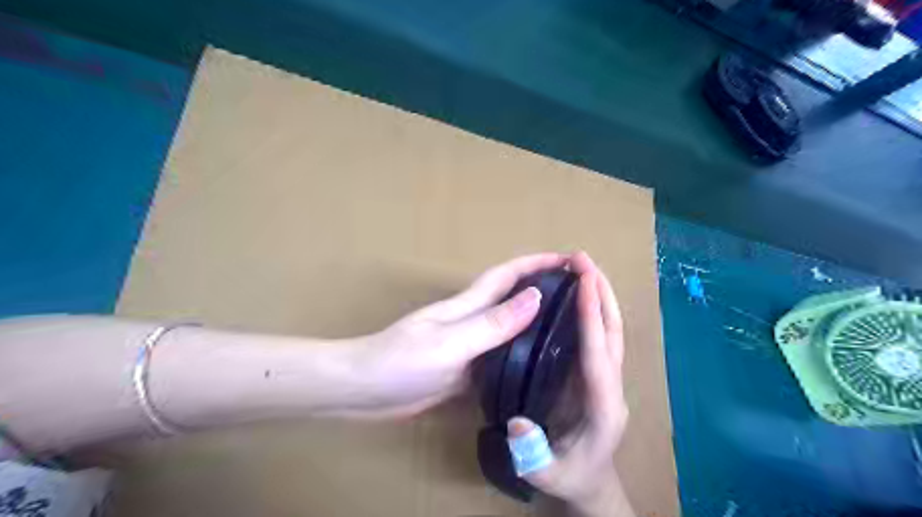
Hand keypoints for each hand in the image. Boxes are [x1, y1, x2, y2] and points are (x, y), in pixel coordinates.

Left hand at [338, 252, 570, 416]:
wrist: (362, 390)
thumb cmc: (400, 361)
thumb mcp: (450, 343)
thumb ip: (492, 324)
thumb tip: (536, 296)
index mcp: (467, 306)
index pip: (507, 275)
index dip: (536, 262)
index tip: (568, 258)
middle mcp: (471, 321)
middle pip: (511, 298)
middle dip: (541, 288)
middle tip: (577, 295)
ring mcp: (467, 347)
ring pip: (508, 328)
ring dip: (534, 322)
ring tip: (568, 331)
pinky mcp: (463, 371)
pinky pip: (498, 358)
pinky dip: (519, 355)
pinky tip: (536, 367)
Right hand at [504, 252, 634, 514]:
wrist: (592, 485)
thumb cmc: (571, 477)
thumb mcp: (546, 474)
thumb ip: (533, 454)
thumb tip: (516, 422)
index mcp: (603, 405)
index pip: (599, 354)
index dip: (592, 317)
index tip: (584, 282)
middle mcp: (611, 384)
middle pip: (613, 331)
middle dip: (601, 293)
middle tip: (584, 260)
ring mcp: (607, 376)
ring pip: (610, 330)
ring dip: (600, 295)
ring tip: (583, 267)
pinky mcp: (597, 373)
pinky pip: (599, 336)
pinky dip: (593, 310)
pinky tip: (577, 295)